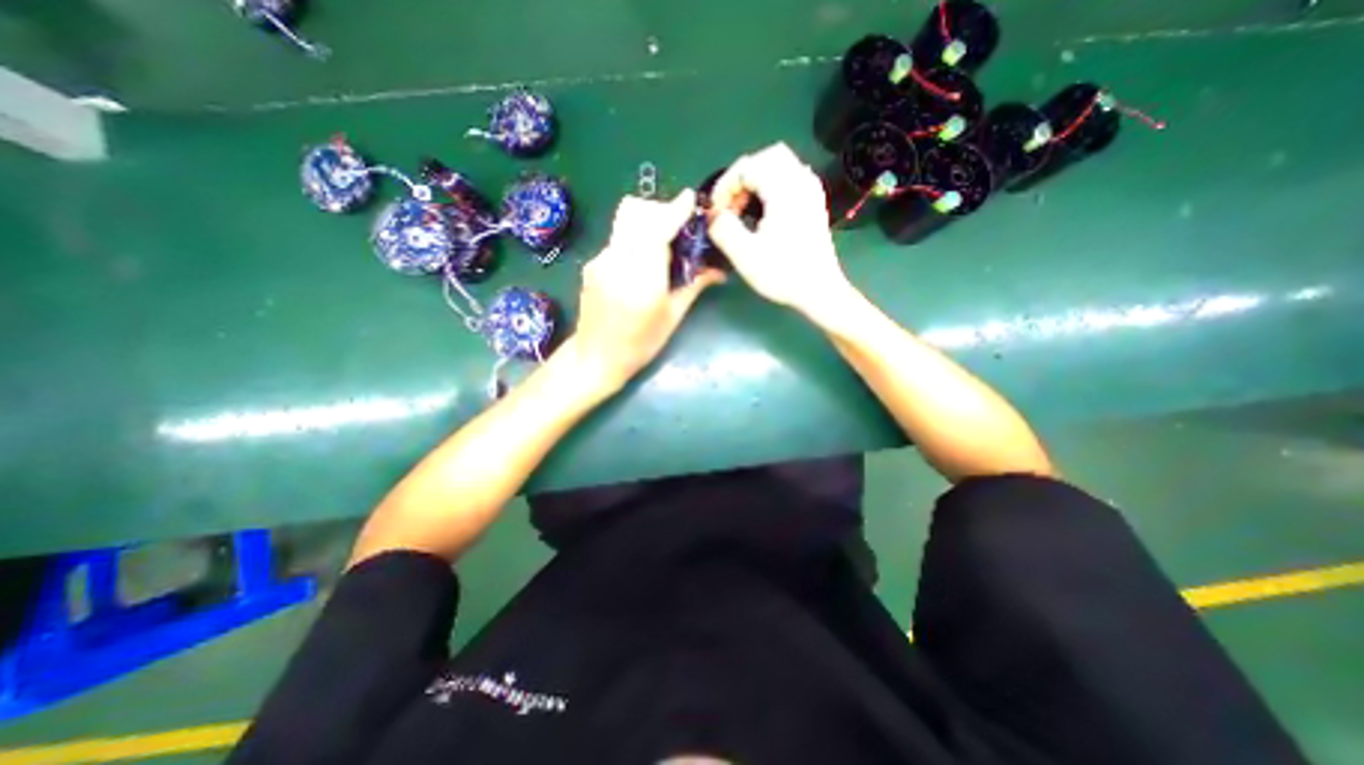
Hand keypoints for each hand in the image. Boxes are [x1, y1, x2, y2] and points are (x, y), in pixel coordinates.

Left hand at [570, 189, 730, 391]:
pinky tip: (641, 263)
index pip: (657, 229)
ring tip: (661, 246)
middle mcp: (617, 262)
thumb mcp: (672, 317)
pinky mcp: (592, 263)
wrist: (595, 358)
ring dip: (647, 223)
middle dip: (660, 211)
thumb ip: (695, 286)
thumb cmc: (640, 344)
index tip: (691, 200)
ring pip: (625, 222)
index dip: (675, 209)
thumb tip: (720, 271)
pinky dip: (634, 239)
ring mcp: (600, 260)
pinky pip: (617, 239)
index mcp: (642, 279)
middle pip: (636, 212)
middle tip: (677, 228)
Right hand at [703, 144, 849, 315]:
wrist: (819, 291)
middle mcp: (801, 181)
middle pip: (765, 157)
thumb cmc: (783, 274)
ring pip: (779, 165)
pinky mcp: (814, 203)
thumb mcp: (745, 255)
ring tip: (744, 210)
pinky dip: (771, 186)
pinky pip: (790, 178)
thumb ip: (723, 229)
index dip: (725, 186)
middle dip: (742, 178)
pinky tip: (763, 212)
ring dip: (756, 181)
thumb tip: (714, 215)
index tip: (716, 212)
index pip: (746, 166)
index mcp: (784, 189)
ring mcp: (811, 190)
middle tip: (731, 206)